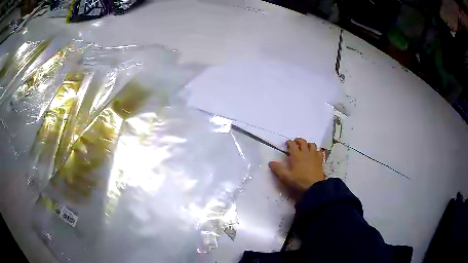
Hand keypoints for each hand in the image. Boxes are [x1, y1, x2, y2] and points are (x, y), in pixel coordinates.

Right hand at [269, 138, 325, 192]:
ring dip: (308, 144)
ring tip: (305, 147)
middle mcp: (306, 152)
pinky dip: (316, 150)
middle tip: (295, 143)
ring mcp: (314, 155)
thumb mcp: (286, 177)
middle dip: (298, 140)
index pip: (292, 144)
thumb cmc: (299, 181)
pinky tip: (314, 154)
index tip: (287, 144)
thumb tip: (270, 162)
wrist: (314, 186)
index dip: (289, 142)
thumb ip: (277, 169)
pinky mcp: (320, 160)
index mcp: (296, 155)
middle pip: (302, 141)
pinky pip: (319, 151)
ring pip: (312, 144)